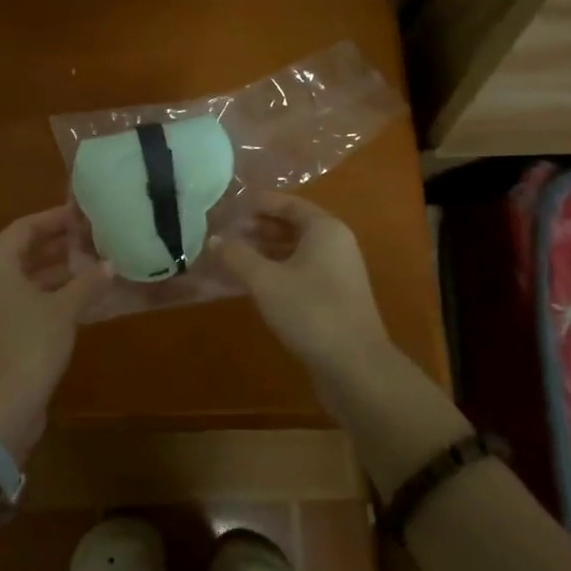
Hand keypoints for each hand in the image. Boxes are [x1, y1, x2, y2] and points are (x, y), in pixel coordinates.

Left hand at [0, 207, 110, 461]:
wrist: (2, 406)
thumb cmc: (30, 345)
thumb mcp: (64, 309)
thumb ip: (87, 282)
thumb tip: (110, 264)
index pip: (24, 228)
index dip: (53, 218)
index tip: (82, 213)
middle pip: (23, 251)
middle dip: (57, 244)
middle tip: (91, 236)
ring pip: (25, 277)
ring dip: (56, 270)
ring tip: (92, 261)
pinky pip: (25, 299)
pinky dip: (50, 293)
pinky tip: (80, 296)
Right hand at [216, 193, 393, 379]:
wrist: (356, 367)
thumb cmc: (311, 312)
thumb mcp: (266, 281)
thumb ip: (238, 255)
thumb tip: (214, 239)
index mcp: (325, 229)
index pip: (287, 203)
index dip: (255, 203)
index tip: (226, 209)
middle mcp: (335, 244)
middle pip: (290, 225)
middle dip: (255, 228)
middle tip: (222, 235)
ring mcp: (336, 272)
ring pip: (293, 251)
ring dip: (262, 252)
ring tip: (229, 258)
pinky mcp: (333, 297)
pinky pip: (298, 272)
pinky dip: (274, 271)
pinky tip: (249, 284)